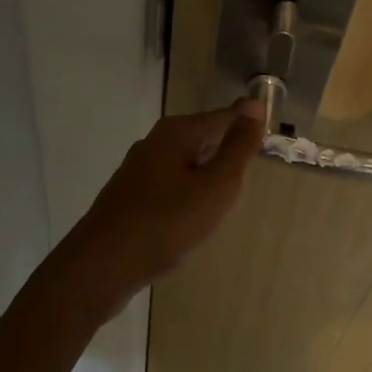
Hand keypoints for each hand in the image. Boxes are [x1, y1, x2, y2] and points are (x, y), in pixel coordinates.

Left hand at [62, 101, 266, 298]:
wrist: (102, 266)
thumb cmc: (167, 222)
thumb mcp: (215, 185)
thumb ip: (237, 147)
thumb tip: (254, 104)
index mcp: (177, 133)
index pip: (223, 117)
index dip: (247, 126)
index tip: (270, 137)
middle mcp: (154, 143)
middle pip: (201, 136)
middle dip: (226, 147)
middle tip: (254, 165)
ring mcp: (137, 171)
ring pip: (184, 162)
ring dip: (206, 172)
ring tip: (229, 192)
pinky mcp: (129, 197)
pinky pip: (169, 184)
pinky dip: (188, 192)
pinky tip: (193, 214)